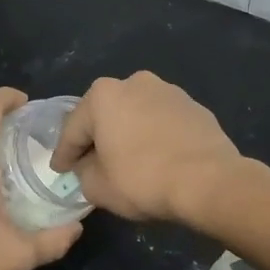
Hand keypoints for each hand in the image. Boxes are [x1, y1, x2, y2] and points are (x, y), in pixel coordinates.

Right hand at [49, 72, 241, 223]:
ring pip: (136, 116)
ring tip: (125, 161)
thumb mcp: (98, 187)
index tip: (59, 170)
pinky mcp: (194, 107)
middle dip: (96, 138)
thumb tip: (88, 167)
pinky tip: (156, 159)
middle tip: (89, 163)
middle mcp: (134, 82)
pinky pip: (162, 123)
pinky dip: (154, 137)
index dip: (64, 153)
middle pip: (105, 115)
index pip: (73, 129)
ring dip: (127, 135)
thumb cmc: (143, 179)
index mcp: (103, 95)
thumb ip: (83, 173)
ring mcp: (169, 92)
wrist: (210, 181)